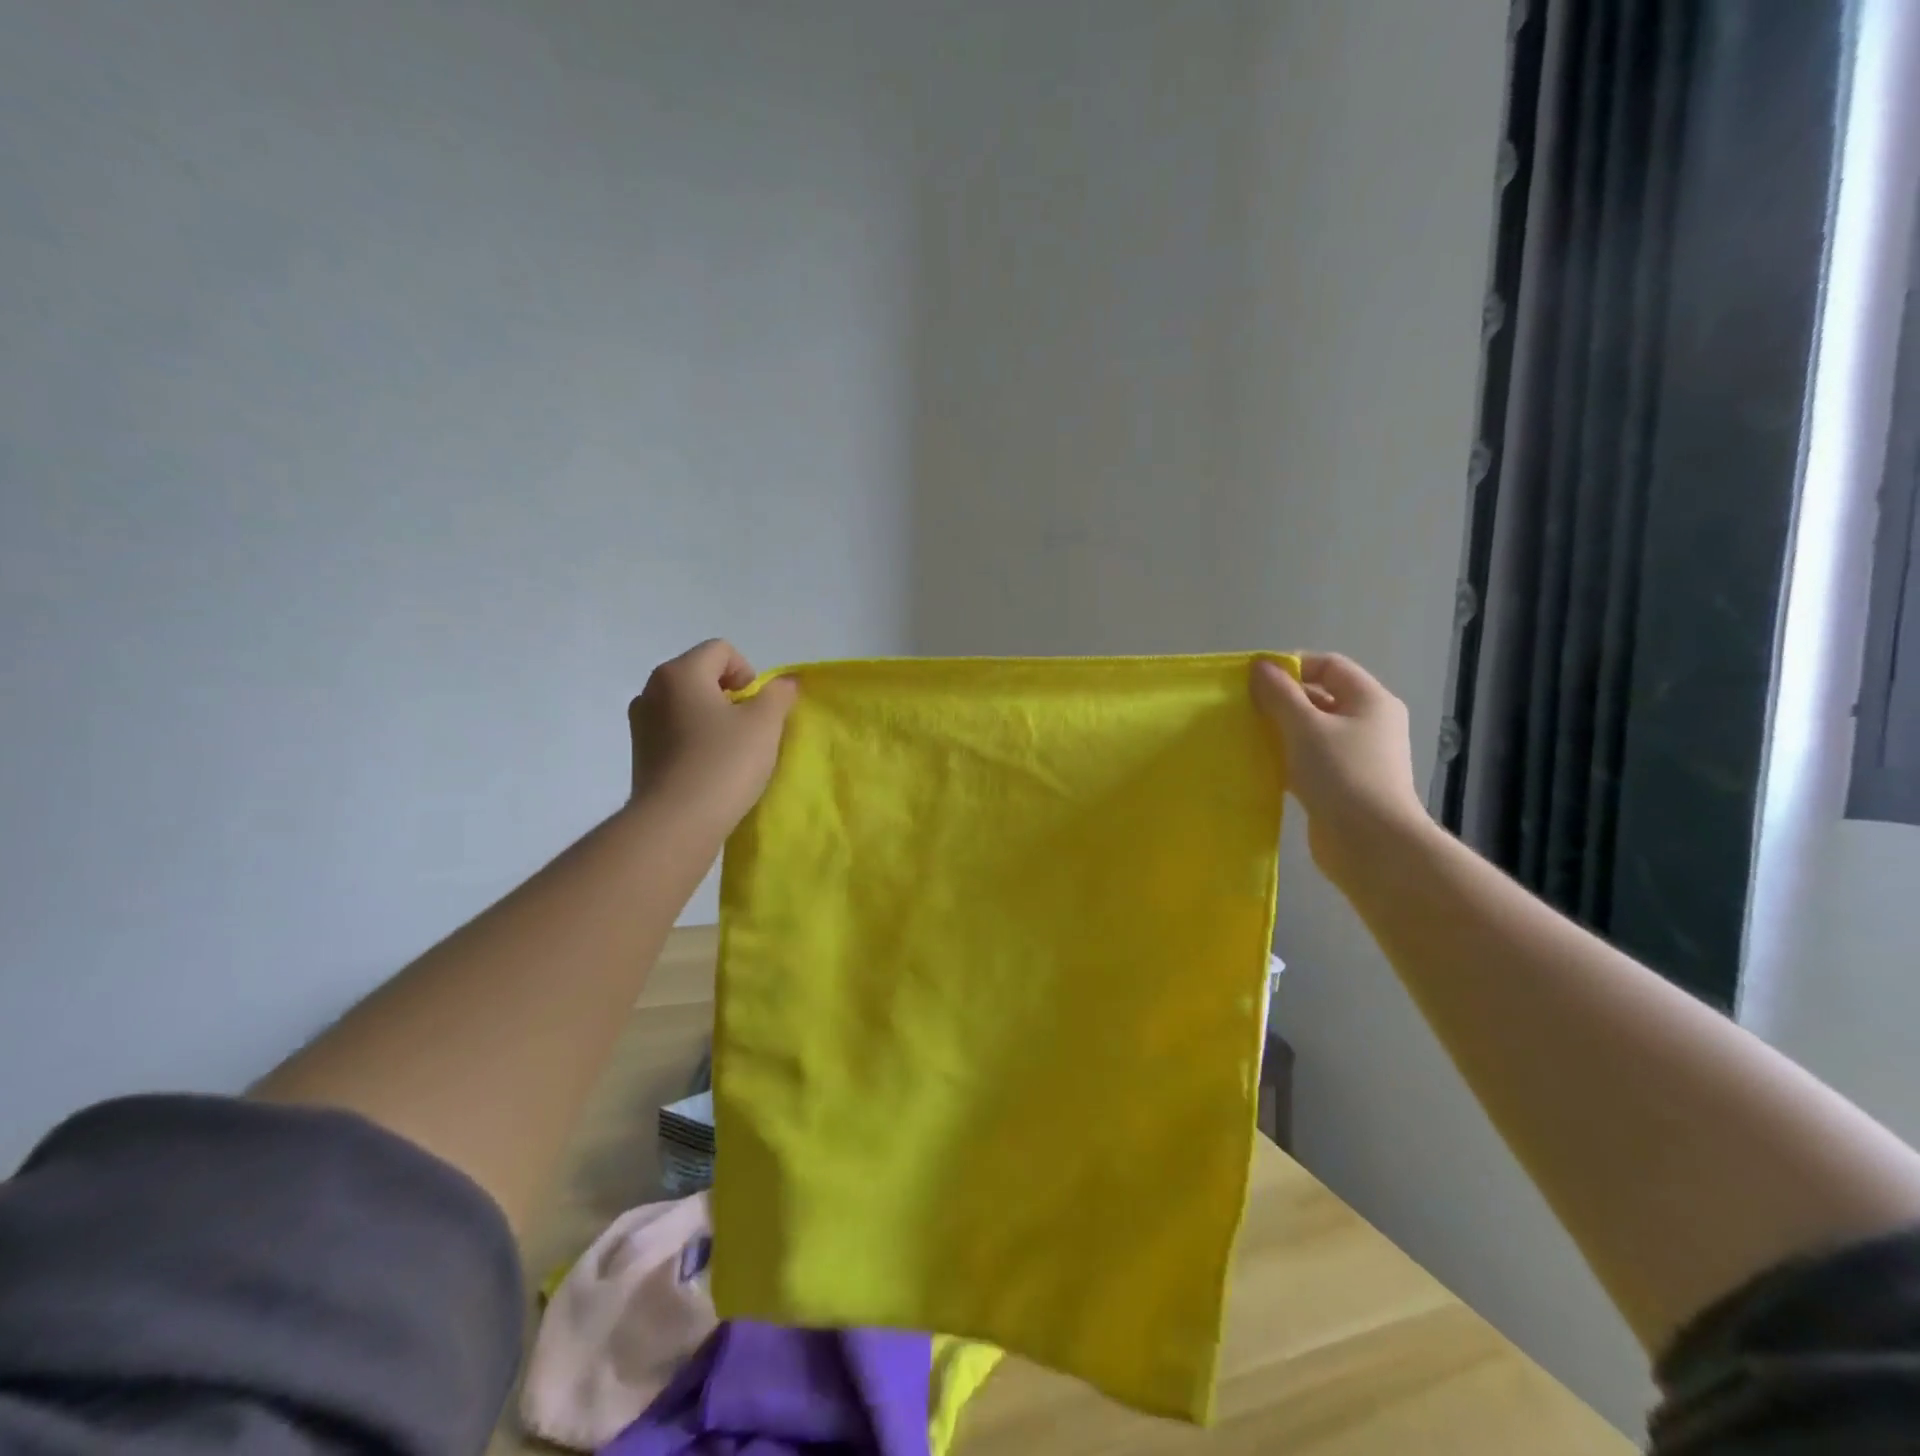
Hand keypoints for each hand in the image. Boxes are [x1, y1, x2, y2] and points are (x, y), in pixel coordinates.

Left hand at [628, 639, 797, 832]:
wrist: (676, 823)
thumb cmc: (724, 763)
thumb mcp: (765, 724)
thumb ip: (778, 695)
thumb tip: (785, 682)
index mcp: (680, 673)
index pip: (721, 650)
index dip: (748, 672)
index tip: (756, 707)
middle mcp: (652, 690)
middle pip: (701, 674)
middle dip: (729, 695)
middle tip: (748, 728)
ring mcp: (640, 722)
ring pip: (686, 704)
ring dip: (711, 717)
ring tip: (729, 750)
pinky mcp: (639, 753)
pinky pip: (673, 730)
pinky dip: (693, 739)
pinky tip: (708, 767)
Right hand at [1250, 653, 1430, 890]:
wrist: (1371, 844)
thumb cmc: (1341, 774)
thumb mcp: (1305, 727)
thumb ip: (1280, 694)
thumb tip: (1260, 667)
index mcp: (1370, 701)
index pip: (1329, 666)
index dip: (1292, 666)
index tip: (1255, 680)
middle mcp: (1369, 724)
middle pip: (1320, 698)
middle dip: (1282, 700)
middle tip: (1245, 708)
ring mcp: (1358, 757)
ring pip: (1312, 732)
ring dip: (1281, 731)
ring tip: (1248, 736)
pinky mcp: (1343, 785)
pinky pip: (1310, 760)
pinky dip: (1287, 758)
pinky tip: (1261, 766)